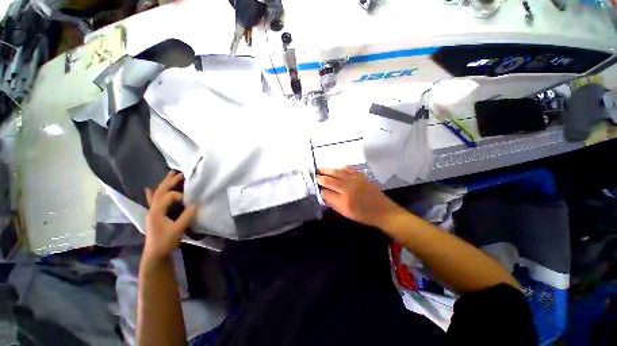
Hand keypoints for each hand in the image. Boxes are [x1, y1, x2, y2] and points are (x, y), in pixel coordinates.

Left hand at [144, 171, 196, 259]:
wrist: (155, 253)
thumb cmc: (165, 241)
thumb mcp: (177, 229)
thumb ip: (187, 216)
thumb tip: (196, 204)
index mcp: (157, 211)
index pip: (169, 197)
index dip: (180, 196)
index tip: (190, 202)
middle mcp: (153, 209)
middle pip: (160, 191)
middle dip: (170, 182)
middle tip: (179, 173)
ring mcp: (153, 211)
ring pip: (157, 194)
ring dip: (164, 184)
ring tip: (170, 174)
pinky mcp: (155, 215)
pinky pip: (153, 201)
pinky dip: (151, 194)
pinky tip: (148, 189)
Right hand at [317, 167, 402, 227]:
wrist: (383, 211)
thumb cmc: (363, 215)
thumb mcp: (345, 213)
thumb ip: (332, 203)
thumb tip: (323, 195)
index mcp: (343, 201)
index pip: (326, 192)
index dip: (319, 189)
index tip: (314, 186)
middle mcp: (347, 188)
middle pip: (329, 180)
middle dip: (320, 177)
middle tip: (314, 174)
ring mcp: (355, 180)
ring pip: (337, 172)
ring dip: (327, 169)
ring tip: (320, 168)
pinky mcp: (361, 176)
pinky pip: (349, 168)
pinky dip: (341, 167)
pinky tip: (336, 168)